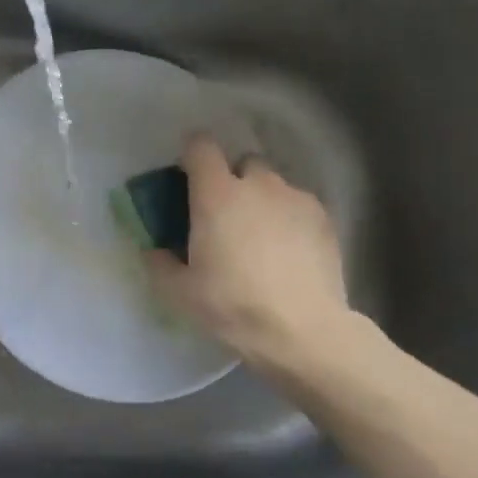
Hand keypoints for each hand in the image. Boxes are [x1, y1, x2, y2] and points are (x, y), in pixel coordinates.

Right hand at [145, 135, 354, 371]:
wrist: (303, 330)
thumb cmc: (233, 306)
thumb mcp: (180, 293)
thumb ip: (159, 264)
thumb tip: (153, 250)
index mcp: (217, 195)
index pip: (201, 147)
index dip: (192, 155)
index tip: (188, 177)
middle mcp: (258, 185)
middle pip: (242, 162)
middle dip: (233, 180)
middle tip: (226, 217)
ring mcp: (295, 198)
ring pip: (274, 185)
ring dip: (263, 200)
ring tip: (262, 239)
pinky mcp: (324, 218)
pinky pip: (299, 205)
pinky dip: (289, 219)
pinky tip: (289, 253)